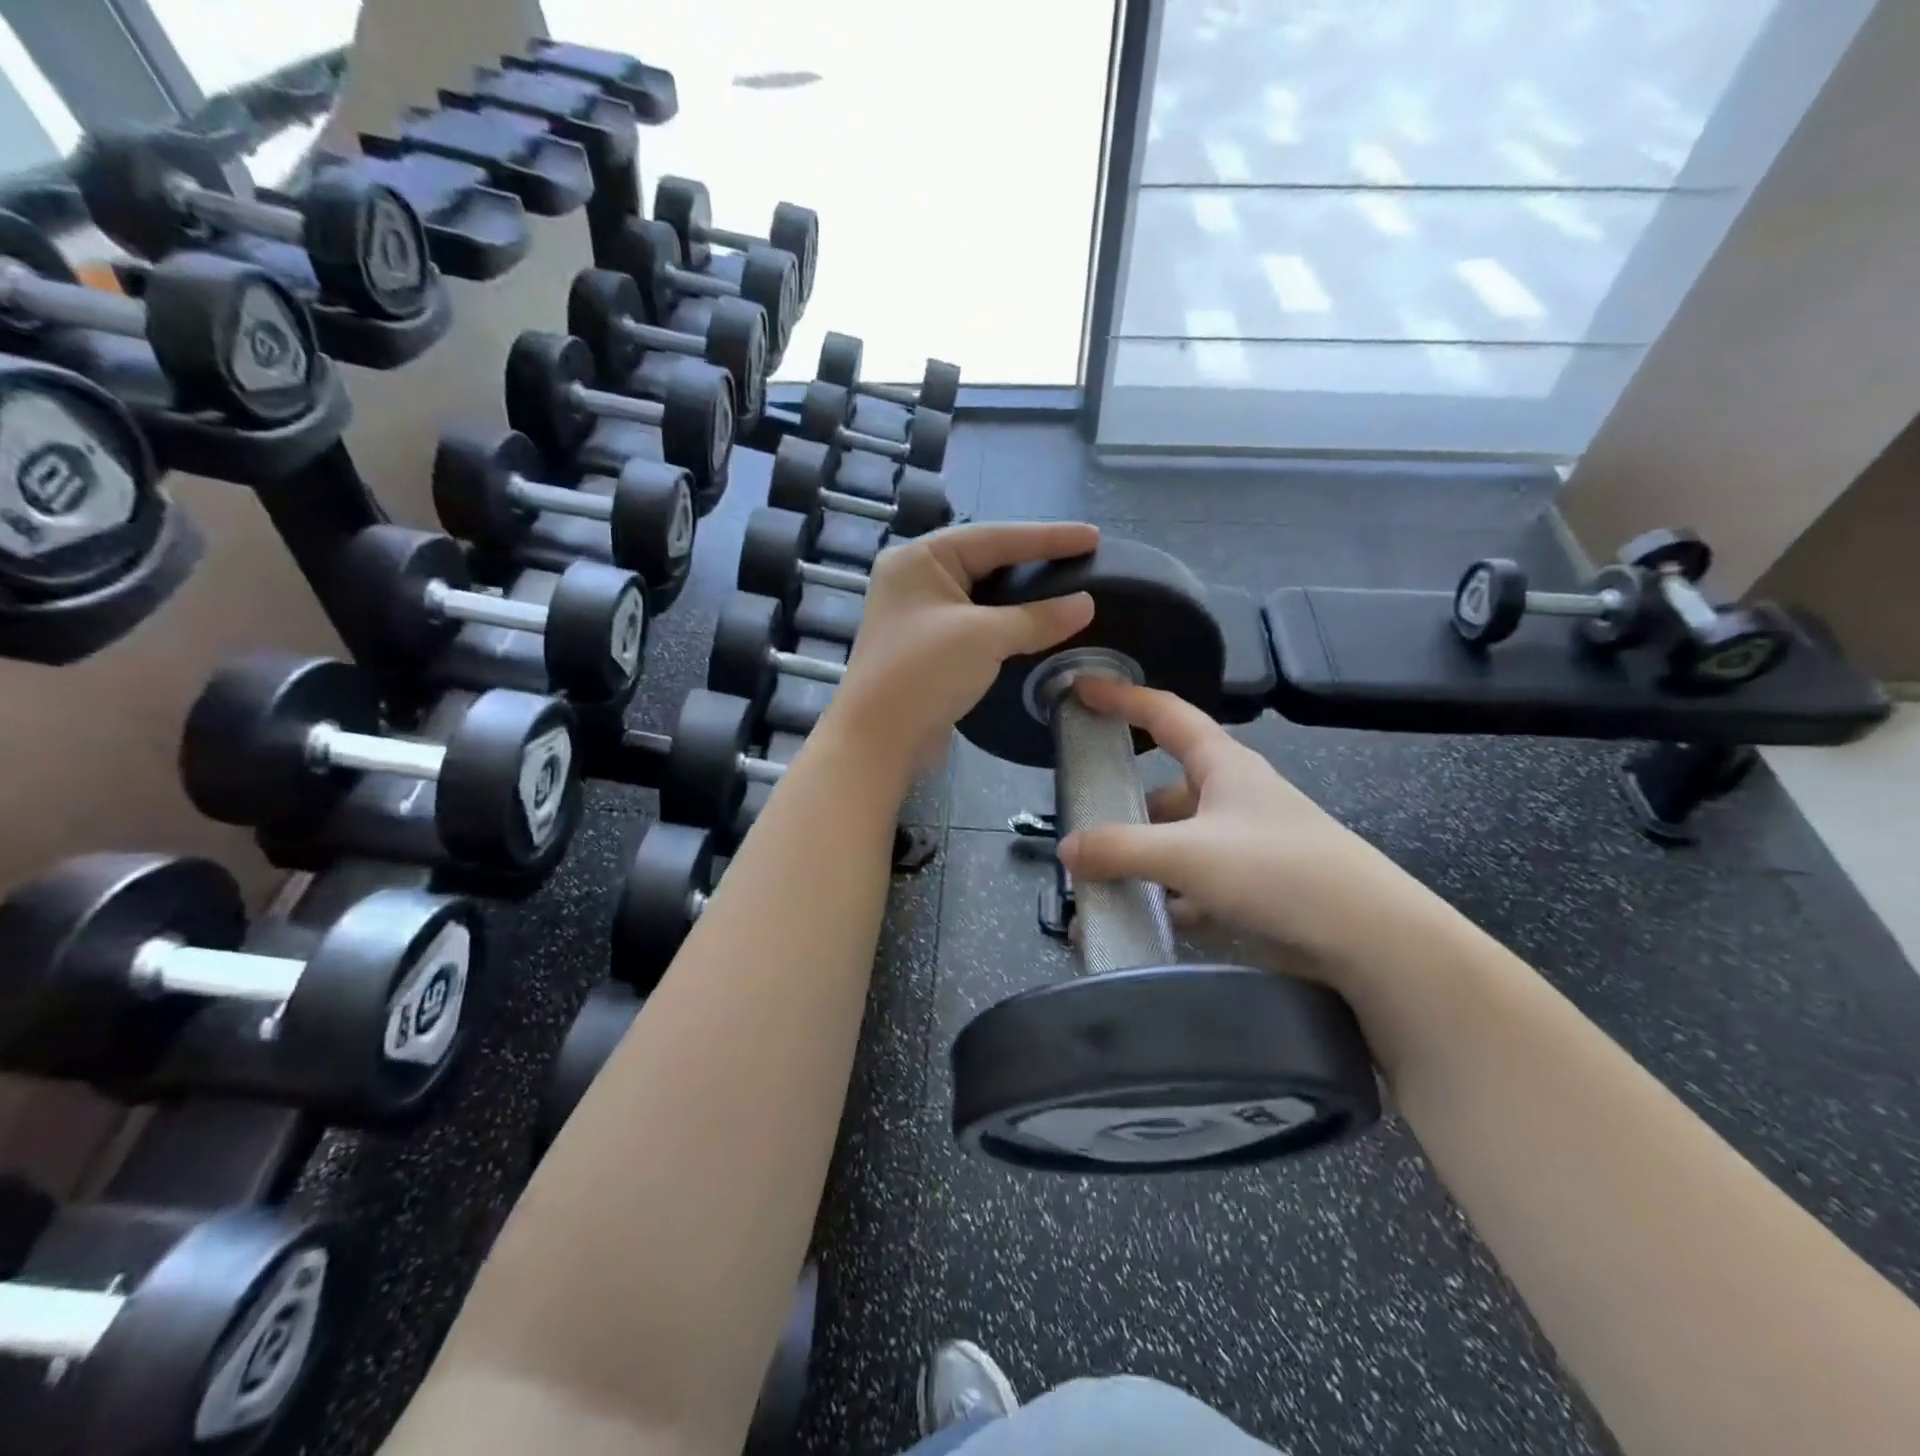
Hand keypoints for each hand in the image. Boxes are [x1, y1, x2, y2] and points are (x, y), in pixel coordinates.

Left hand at [827, 521, 1099, 780]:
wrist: (877, 741)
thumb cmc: (924, 673)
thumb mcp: (985, 637)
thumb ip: (1037, 617)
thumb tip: (1086, 605)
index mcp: (921, 558)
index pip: (995, 537)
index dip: (1048, 537)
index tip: (1094, 536)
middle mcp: (916, 578)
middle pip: (987, 561)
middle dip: (1035, 562)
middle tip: (1085, 560)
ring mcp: (919, 614)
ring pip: (983, 595)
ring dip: (1023, 597)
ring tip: (1068, 589)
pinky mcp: (928, 647)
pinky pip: (976, 623)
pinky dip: (1007, 623)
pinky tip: (1037, 626)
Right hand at [1056, 676, 1425, 965]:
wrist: (1370, 940)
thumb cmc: (1280, 870)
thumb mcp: (1190, 853)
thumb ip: (1121, 849)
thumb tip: (1066, 848)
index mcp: (1223, 766)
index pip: (1165, 714)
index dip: (1122, 697)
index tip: (1080, 690)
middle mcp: (1231, 798)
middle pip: (1163, 790)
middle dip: (1122, 807)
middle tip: (1078, 825)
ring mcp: (1241, 845)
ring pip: (1175, 842)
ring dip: (1138, 862)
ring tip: (1094, 886)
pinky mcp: (1250, 889)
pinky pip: (1190, 885)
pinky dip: (1161, 899)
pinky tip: (1133, 920)